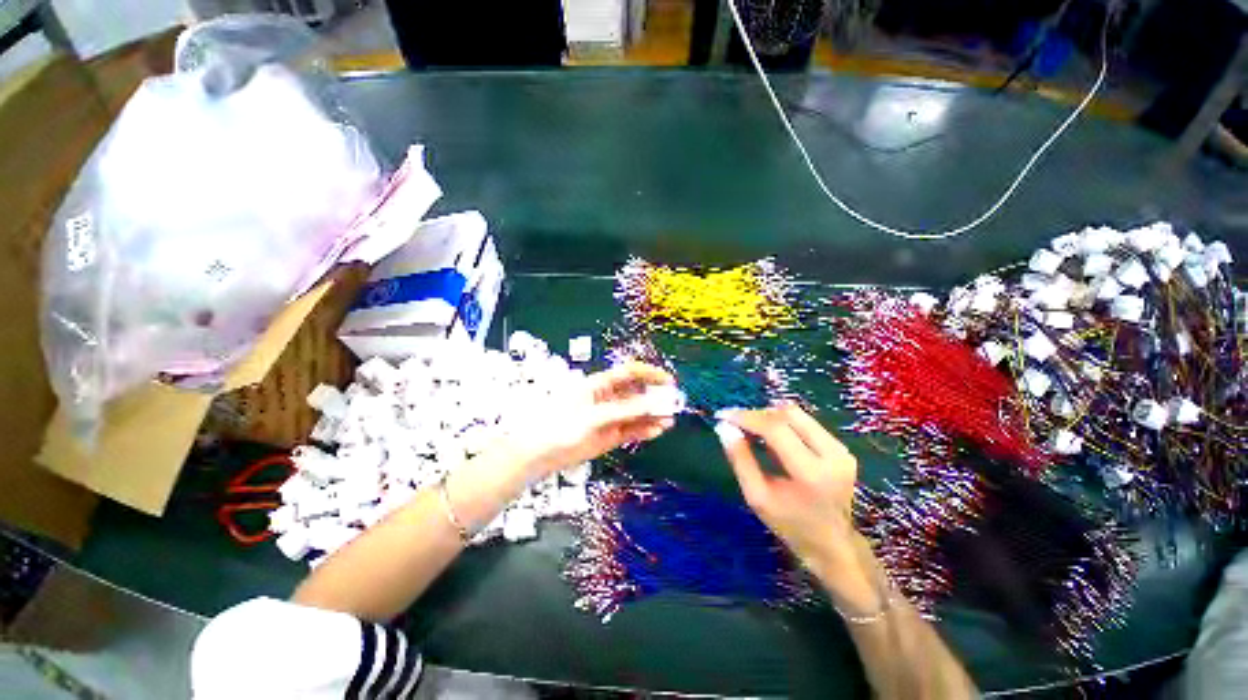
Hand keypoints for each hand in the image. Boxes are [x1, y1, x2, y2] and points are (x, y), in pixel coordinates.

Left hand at [511, 362, 677, 477]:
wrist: (542, 454)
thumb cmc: (563, 425)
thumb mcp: (596, 416)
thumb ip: (626, 410)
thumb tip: (655, 402)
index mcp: (601, 384)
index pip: (630, 372)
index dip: (650, 374)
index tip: (668, 381)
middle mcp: (608, 398)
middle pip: (637, 393)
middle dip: (655, 397)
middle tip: (674, 404)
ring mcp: (610, 417)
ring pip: (637, 413)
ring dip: (653, 415)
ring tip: (669, 420)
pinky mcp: (610, 435)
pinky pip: (632, 429)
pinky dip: (645, 429)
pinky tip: (657, 430)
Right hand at [715, 404, 864, 579]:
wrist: (833, 544)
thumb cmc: (790, 525)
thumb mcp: (757, 497)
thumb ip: (740, 459)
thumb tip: (724, 427)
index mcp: (811, 473)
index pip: (775, 429)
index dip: (746, 417)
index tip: (722, 416)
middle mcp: (832, 455)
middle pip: (788, 414)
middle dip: (757, 414)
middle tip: (736, 424)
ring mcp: (841, 449)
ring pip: (797, 414)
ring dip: (770, 416)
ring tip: (751, 430)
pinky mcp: (842, 447)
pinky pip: (806, 422)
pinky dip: (782, 423)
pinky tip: (770, 438)